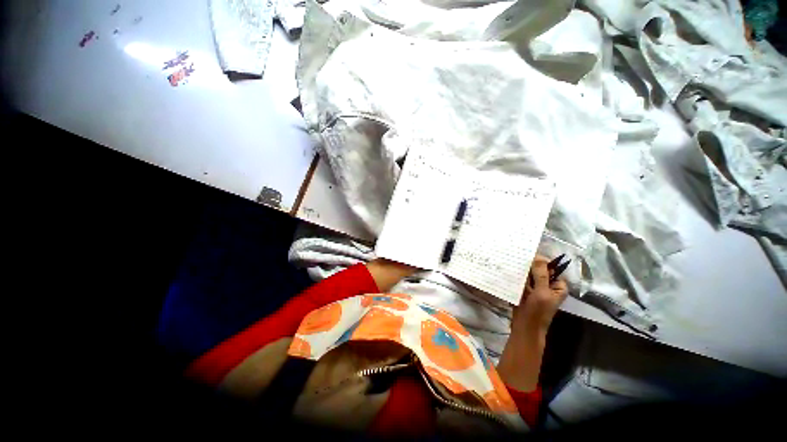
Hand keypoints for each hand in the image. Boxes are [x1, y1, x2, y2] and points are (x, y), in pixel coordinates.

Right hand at [514, 256, 567, 332]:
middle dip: (530, 265)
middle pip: (539, 270)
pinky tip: (509, 270)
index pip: (551, 268)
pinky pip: (522, 280)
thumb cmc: (537, 312)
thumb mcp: (542, 293)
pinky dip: (517, 276)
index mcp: (558, 286)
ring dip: (522, 270)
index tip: (528, 255)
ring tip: (511, 261)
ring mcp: (536, 288)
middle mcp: (548, 286)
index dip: (541, 261)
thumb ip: (541, 275)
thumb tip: (539, 257)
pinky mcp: (525, 291)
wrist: (524, 327)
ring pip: (529, 274)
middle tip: (518, 257)